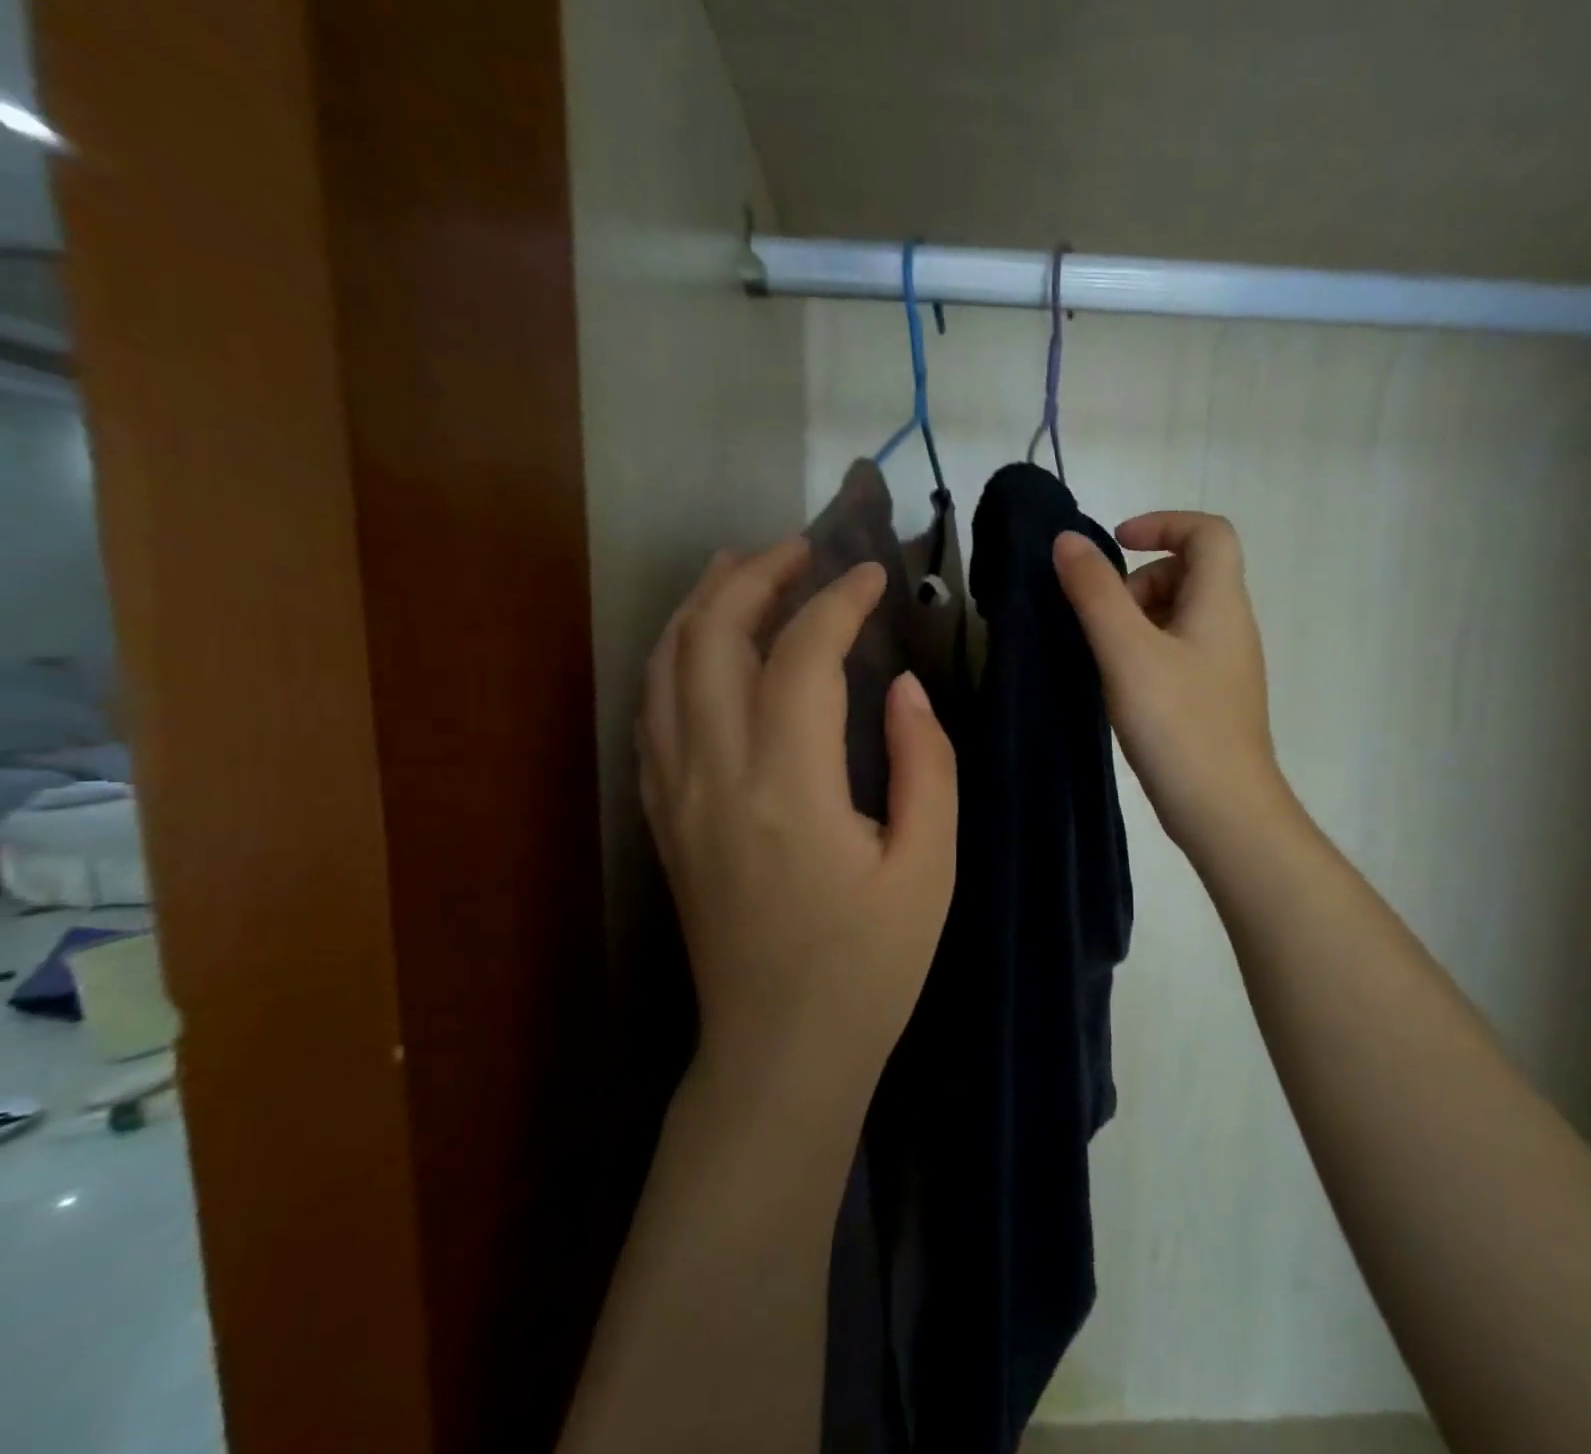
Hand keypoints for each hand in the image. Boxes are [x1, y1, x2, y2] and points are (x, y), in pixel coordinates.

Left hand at [639, 540, 958, 1089]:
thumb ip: (926, 766)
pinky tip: (702, 646)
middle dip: (754, 577)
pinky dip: (674, 658)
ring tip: (744, 570)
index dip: (837, 602)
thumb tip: (903, 688)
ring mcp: (676, 794)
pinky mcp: (664, 817)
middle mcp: (715, 775)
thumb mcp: (928, 869)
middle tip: (801, 549)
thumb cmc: (868, 967)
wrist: (779, 1050)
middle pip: (709, 639)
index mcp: (789, 788)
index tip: (871, 575)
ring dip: (702, 605)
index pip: (801, 657)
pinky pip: (652, 712)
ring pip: (666, 667)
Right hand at [1054, 512, 1291, 856]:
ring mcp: (1223, 666)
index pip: (1208, 532)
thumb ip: (1095, 593)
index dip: (1163, 523)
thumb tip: (1067, 541)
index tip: (1116, 543)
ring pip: (1179, 616)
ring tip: (1105, 658)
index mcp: (1221, 603)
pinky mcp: (1211, 699)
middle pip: (1189, 573)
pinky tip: (1119, 687)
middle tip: (1103, 620)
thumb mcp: (1127, 652)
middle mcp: (1230, 626)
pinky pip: (1176, 653)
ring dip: (1137, 620)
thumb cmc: (1178, 724)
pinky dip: (1144, 652)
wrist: (1223, 809)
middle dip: (1139, 581)